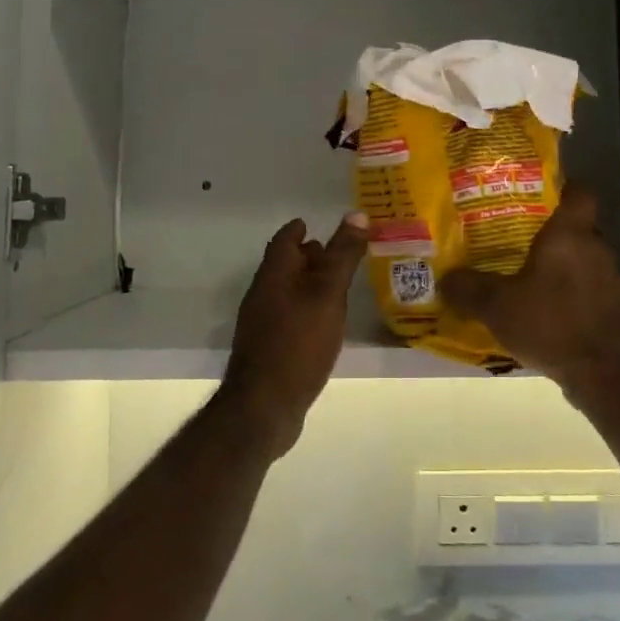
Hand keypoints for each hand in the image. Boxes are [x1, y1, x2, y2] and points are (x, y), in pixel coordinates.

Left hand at [219, 211, 370, 458]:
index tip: (314, 224)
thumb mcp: (328, 293)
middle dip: (308, 256)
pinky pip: (289, 317)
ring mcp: (262, 324)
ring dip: (309, 284)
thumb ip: (343, 255)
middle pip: (285, 266)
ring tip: (338, 287)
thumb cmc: (298, 341)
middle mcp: (263, 294)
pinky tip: (325, 324)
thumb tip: (357, 214)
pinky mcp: (268, 350)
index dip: (299, 229)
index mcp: (274, 274)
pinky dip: (307, 310)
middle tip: (337, 253)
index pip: (284, 240)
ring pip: (287, 292)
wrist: (264, 406)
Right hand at [439, 185, 619, 394]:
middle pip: (578, 230)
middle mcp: (597, 249)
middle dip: (553, 237)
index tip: (539, 198)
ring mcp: (613, 280)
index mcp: (569, 235)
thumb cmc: (550, 323)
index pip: (578, 193)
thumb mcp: (496, 306)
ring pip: (586, 263)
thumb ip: (468, 289)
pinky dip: (577, 299)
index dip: (562, 190)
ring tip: (535, 284)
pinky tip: (555, 317)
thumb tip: (445, 279)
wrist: (604, 373)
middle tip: (521, 245)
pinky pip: (594, 293)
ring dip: (566, 271)